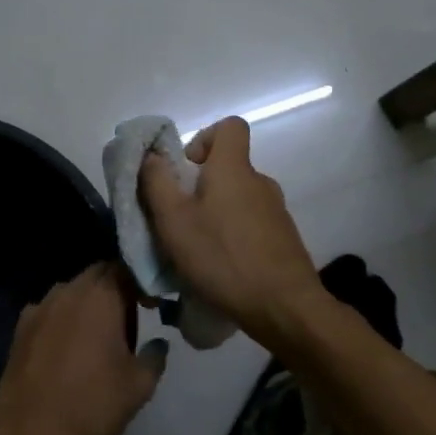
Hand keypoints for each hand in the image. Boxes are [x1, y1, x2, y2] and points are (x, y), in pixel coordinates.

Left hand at [0, 264, 164, 434]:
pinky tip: (64, 348)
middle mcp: (68, 291)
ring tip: (95, 336)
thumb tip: (158, 343)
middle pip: (97, 275)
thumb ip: (155, 356)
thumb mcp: (139, 385)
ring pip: (70, 291)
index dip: (141, 283)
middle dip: (114, 289)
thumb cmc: (93, 404)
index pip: (125, 269)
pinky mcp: (20, 328)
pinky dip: (61, 320)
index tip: (151, 305)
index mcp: (100, 296)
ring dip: (86, 303)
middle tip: (127, 321)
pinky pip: (48, 311)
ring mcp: (39, 307)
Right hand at [137, 118, 325, 350]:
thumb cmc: (222, 258)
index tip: (186, 171)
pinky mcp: (283, 239)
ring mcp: (276, 211)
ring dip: (215, 215)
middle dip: (200, 187)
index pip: (230, 126)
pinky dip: (233, 237)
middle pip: (228, 167)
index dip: (204, 138)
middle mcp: (260, 182)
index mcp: (234, 169)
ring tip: (197, 252)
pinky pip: (251, 225)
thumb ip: (156, 183)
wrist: (284, 308)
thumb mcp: (174, 221)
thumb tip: (151, 156)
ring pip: (237, 199)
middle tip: (179, 221)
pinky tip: (221, 269)